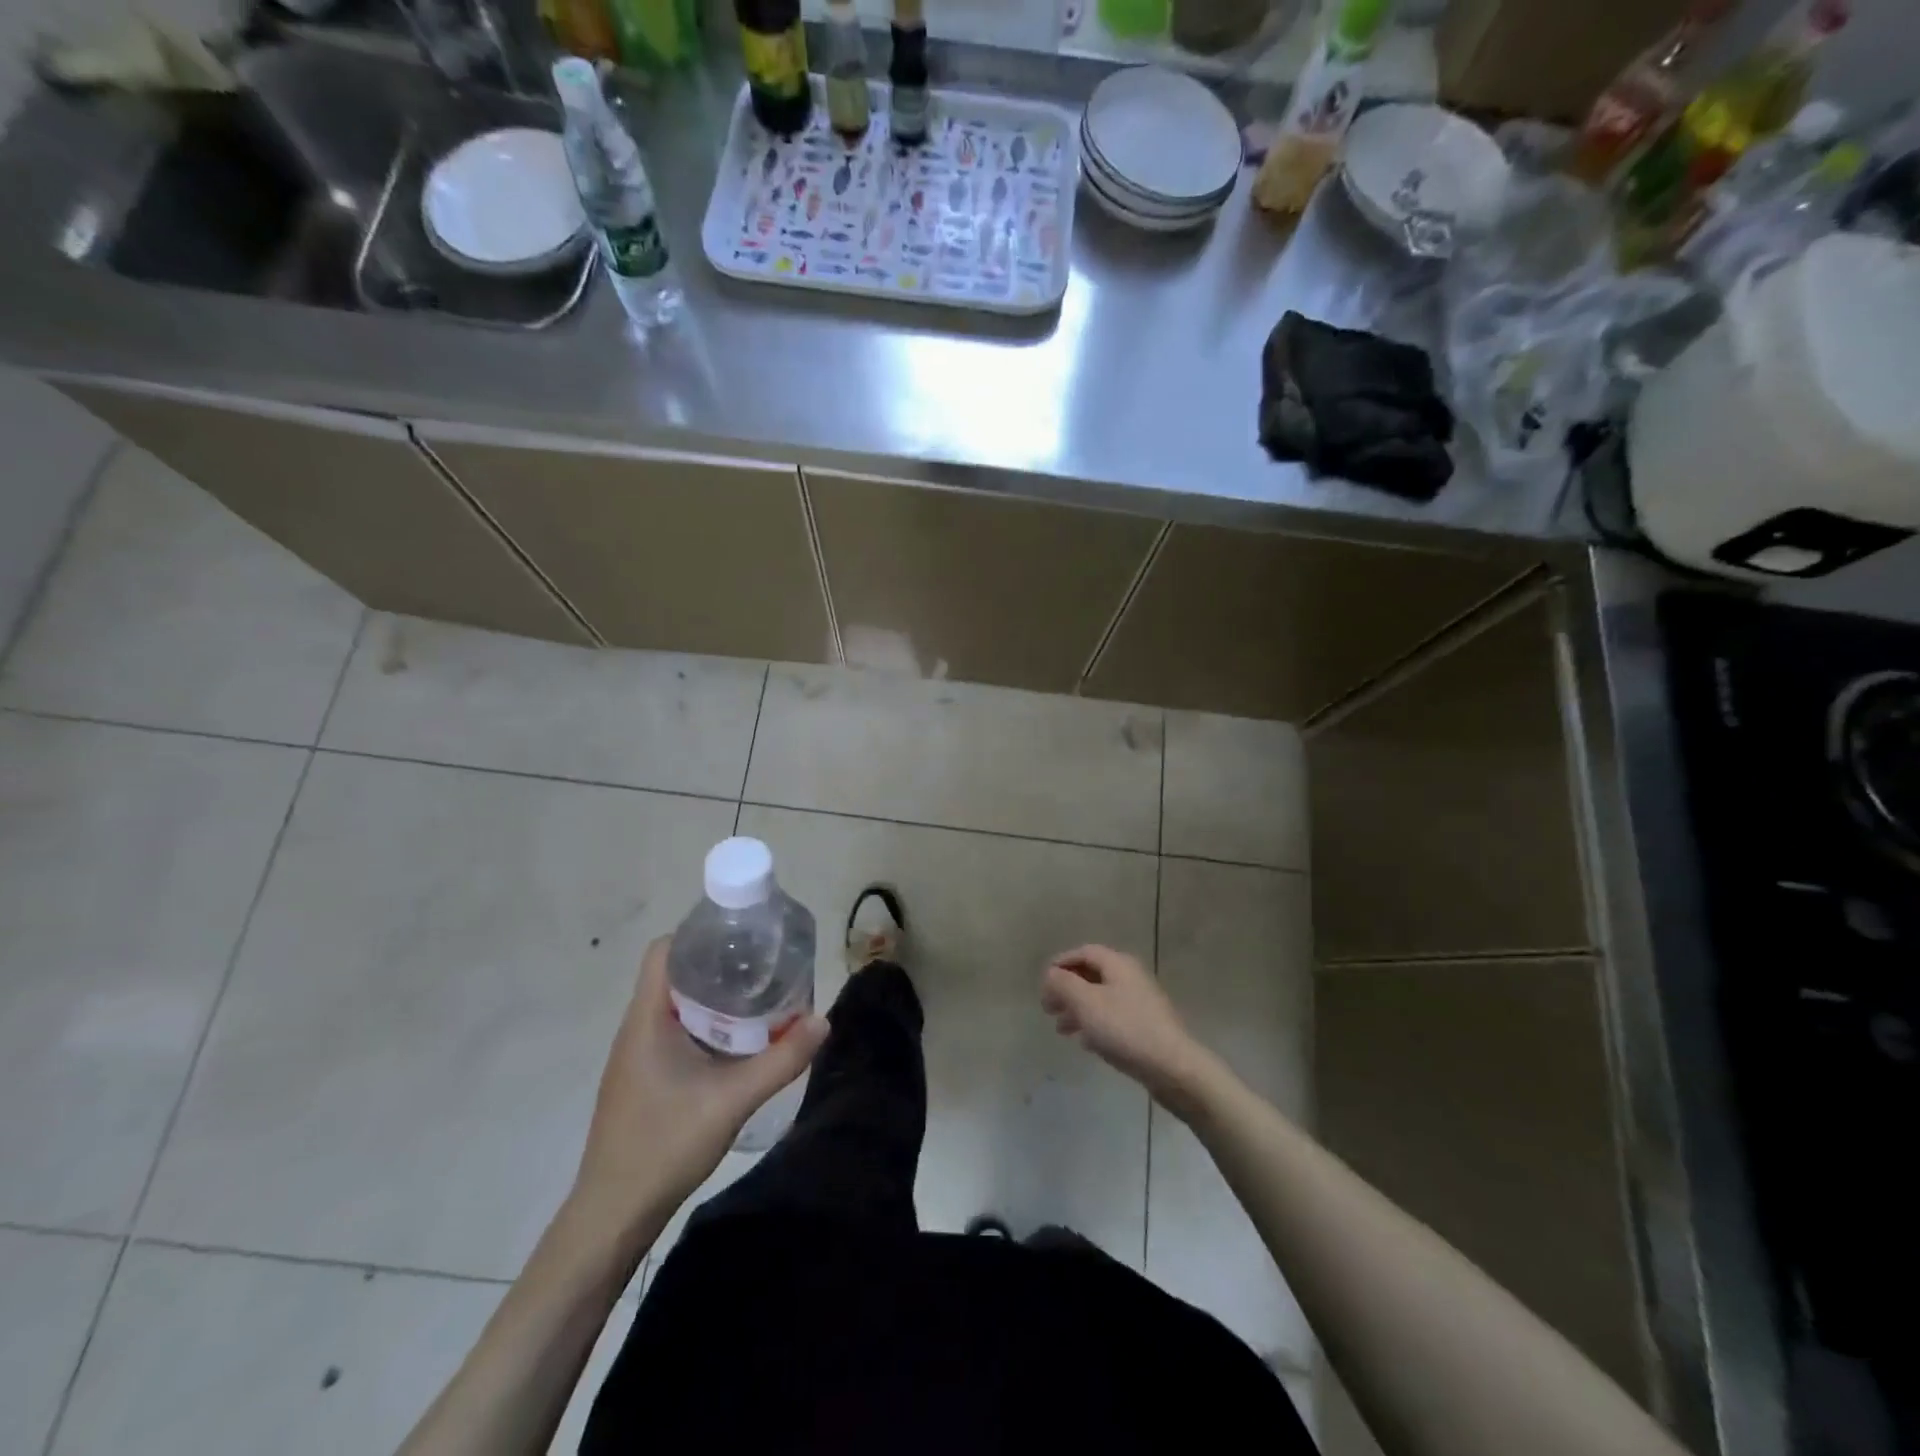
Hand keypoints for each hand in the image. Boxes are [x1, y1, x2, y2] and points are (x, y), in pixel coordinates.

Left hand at [571, 937, 828, 1235]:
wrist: (613, 1215)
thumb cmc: (664, 1145)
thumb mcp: (732, 1100)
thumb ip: (780, 1060)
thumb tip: (823, 1020)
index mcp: (647, 1018)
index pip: (664, 950)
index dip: (700, 934)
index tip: (742, 937)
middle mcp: (637, 1028)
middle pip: (676, 974)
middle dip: (719, 964)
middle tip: (764, 967)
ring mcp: (637, 1055)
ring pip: (678, 1005)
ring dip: (715, 998)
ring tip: (759, 998)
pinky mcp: (644, 1078)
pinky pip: (676, 1032)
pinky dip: (707, 1025)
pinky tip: (737, 1043)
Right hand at [1041, 945, 1214, 1113]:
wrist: (1172, 1067)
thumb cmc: (1124, 1029)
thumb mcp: (1086, 1002)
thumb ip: (1063, 984)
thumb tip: (1051, 973)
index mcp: (1118, 964)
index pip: (1084, 952)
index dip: (1061, 963)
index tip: (1043, 982)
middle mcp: (1131, 977)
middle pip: (1092, 975)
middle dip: (1067, 989)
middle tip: (1047, 1008)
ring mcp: (1141, 1003)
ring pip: (1101, 999)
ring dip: (1078, 1009)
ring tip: (1061, 1029)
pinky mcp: (1146, 1027)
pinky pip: (1113, 1018)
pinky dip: (1095, 1025)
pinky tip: (1085, 1043)